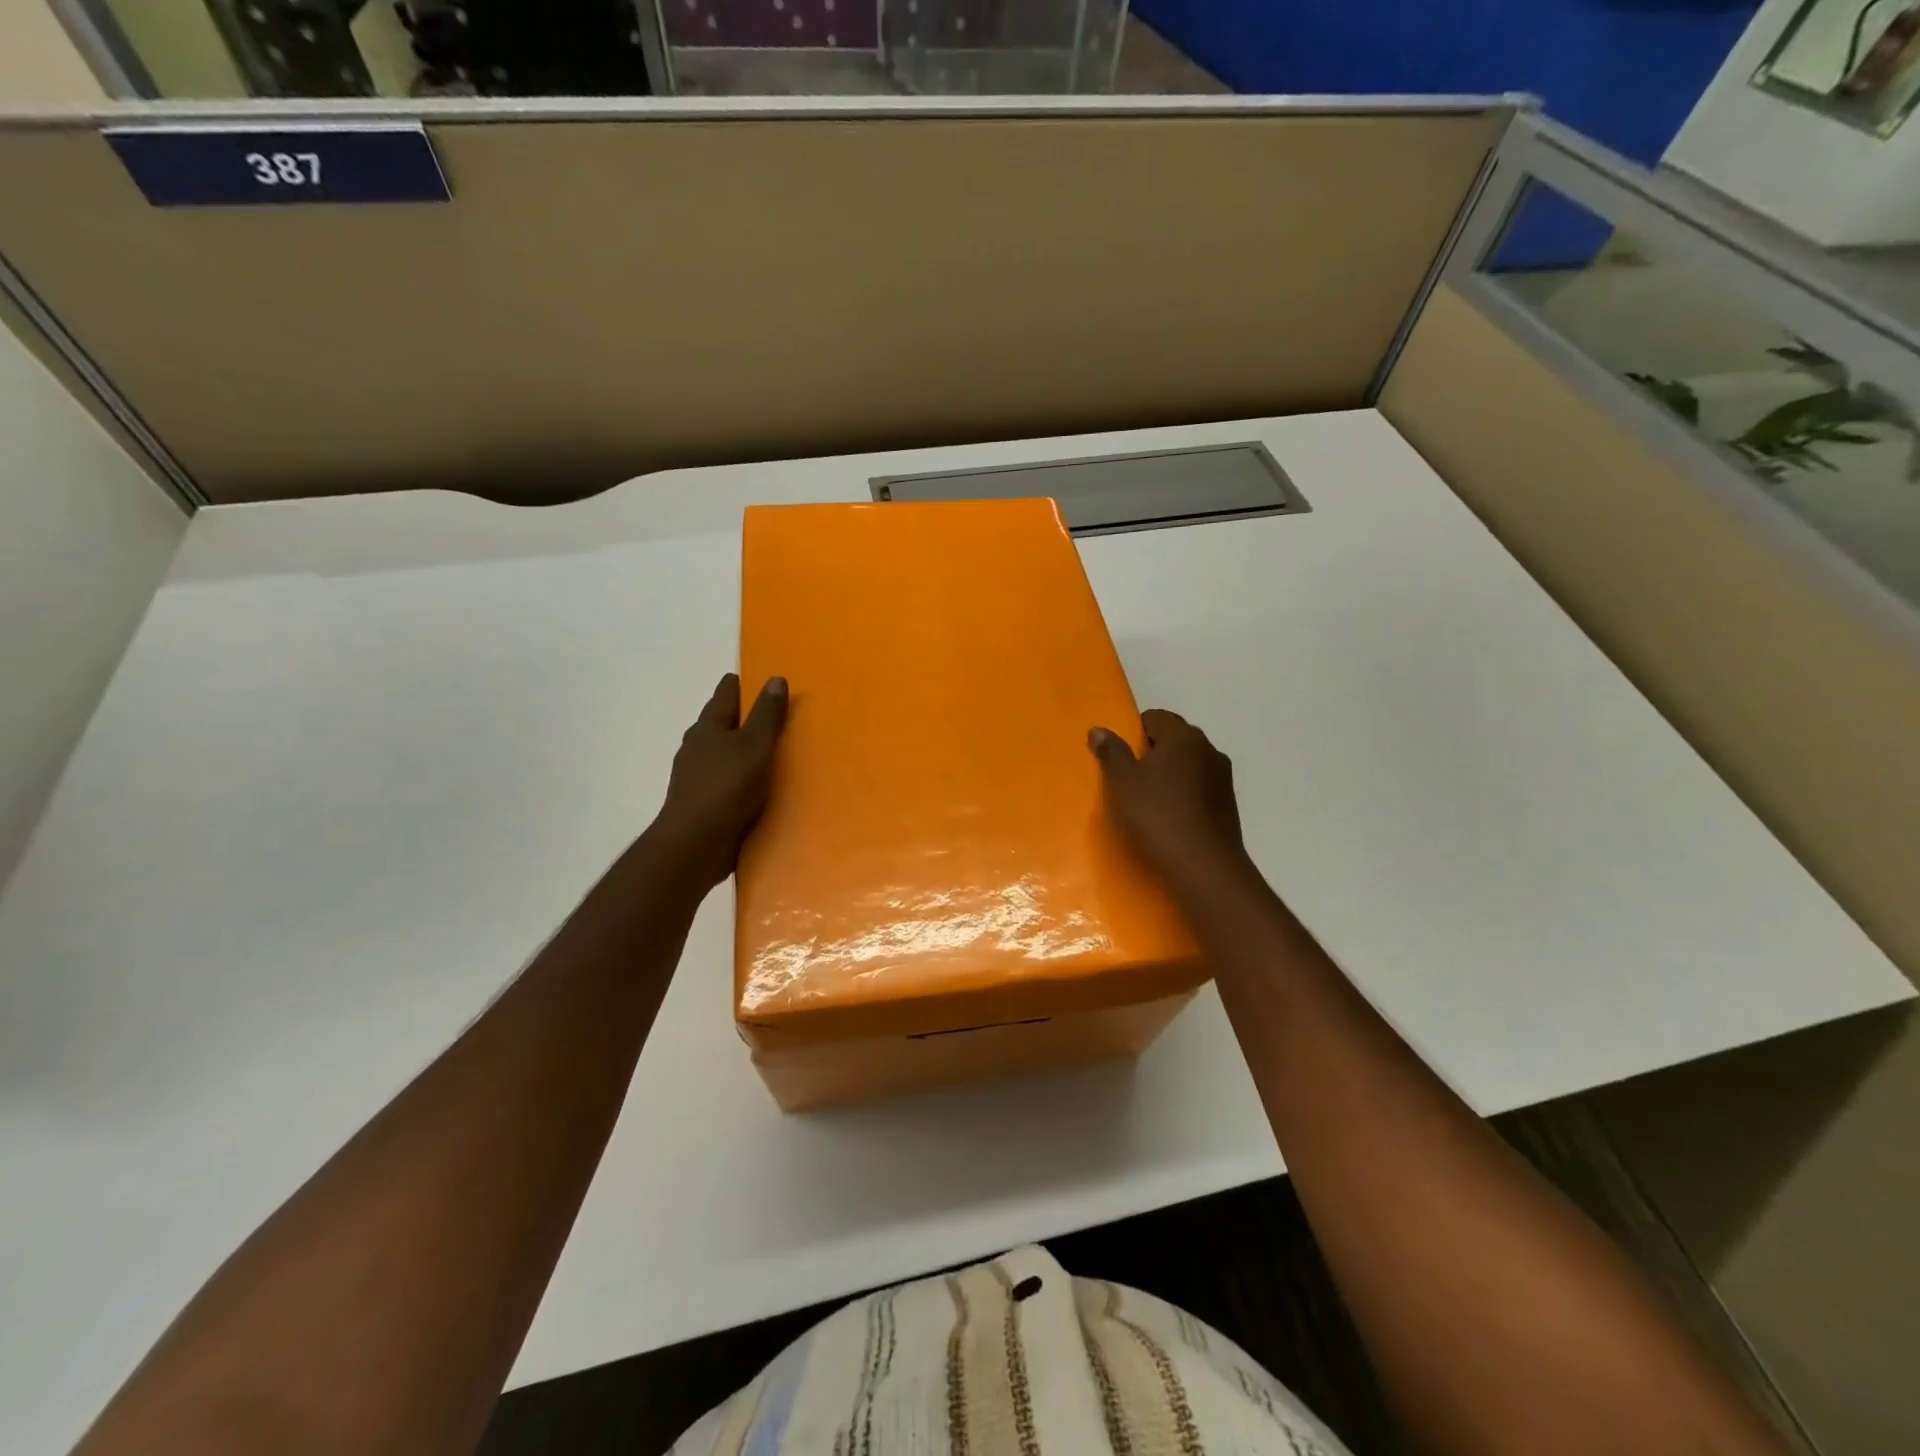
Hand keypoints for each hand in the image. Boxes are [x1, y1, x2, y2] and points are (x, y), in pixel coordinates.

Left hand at [651, 673, 788, 890]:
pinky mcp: (702, 802)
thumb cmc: (726, 788)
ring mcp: (696, 776)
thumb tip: (775, 679)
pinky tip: (754, 787)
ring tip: (767, 753)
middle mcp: (697, 746)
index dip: (742, 685)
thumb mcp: (755, 746)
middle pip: (721, 722)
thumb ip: (767, 715)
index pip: (726, 693)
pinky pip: (724, 780)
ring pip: (721, 753)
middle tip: (771, 716)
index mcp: (709, 726)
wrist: (694, 844)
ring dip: (740, 750)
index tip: (760, 682)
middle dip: (742, 717)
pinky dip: (738, 777)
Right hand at [1089, 709, 1252, 893]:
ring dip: (1168, 775)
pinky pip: (1199, 788)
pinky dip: (1183, 795)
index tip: (1119, 758)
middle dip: (1151, 753)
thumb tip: (1099, 729)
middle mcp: (1208, 750)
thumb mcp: (1122, 782)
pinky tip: (1169, 819)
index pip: (1156, 717)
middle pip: (1174, 739)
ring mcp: (1223, 778)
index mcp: (1183, 737)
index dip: (1134, 732)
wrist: (1203, 867)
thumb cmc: (1157, 815)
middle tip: (1128, 779)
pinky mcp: (1228, 805)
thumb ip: (1111, 752)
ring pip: (1188, 765)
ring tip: (1147, 802)